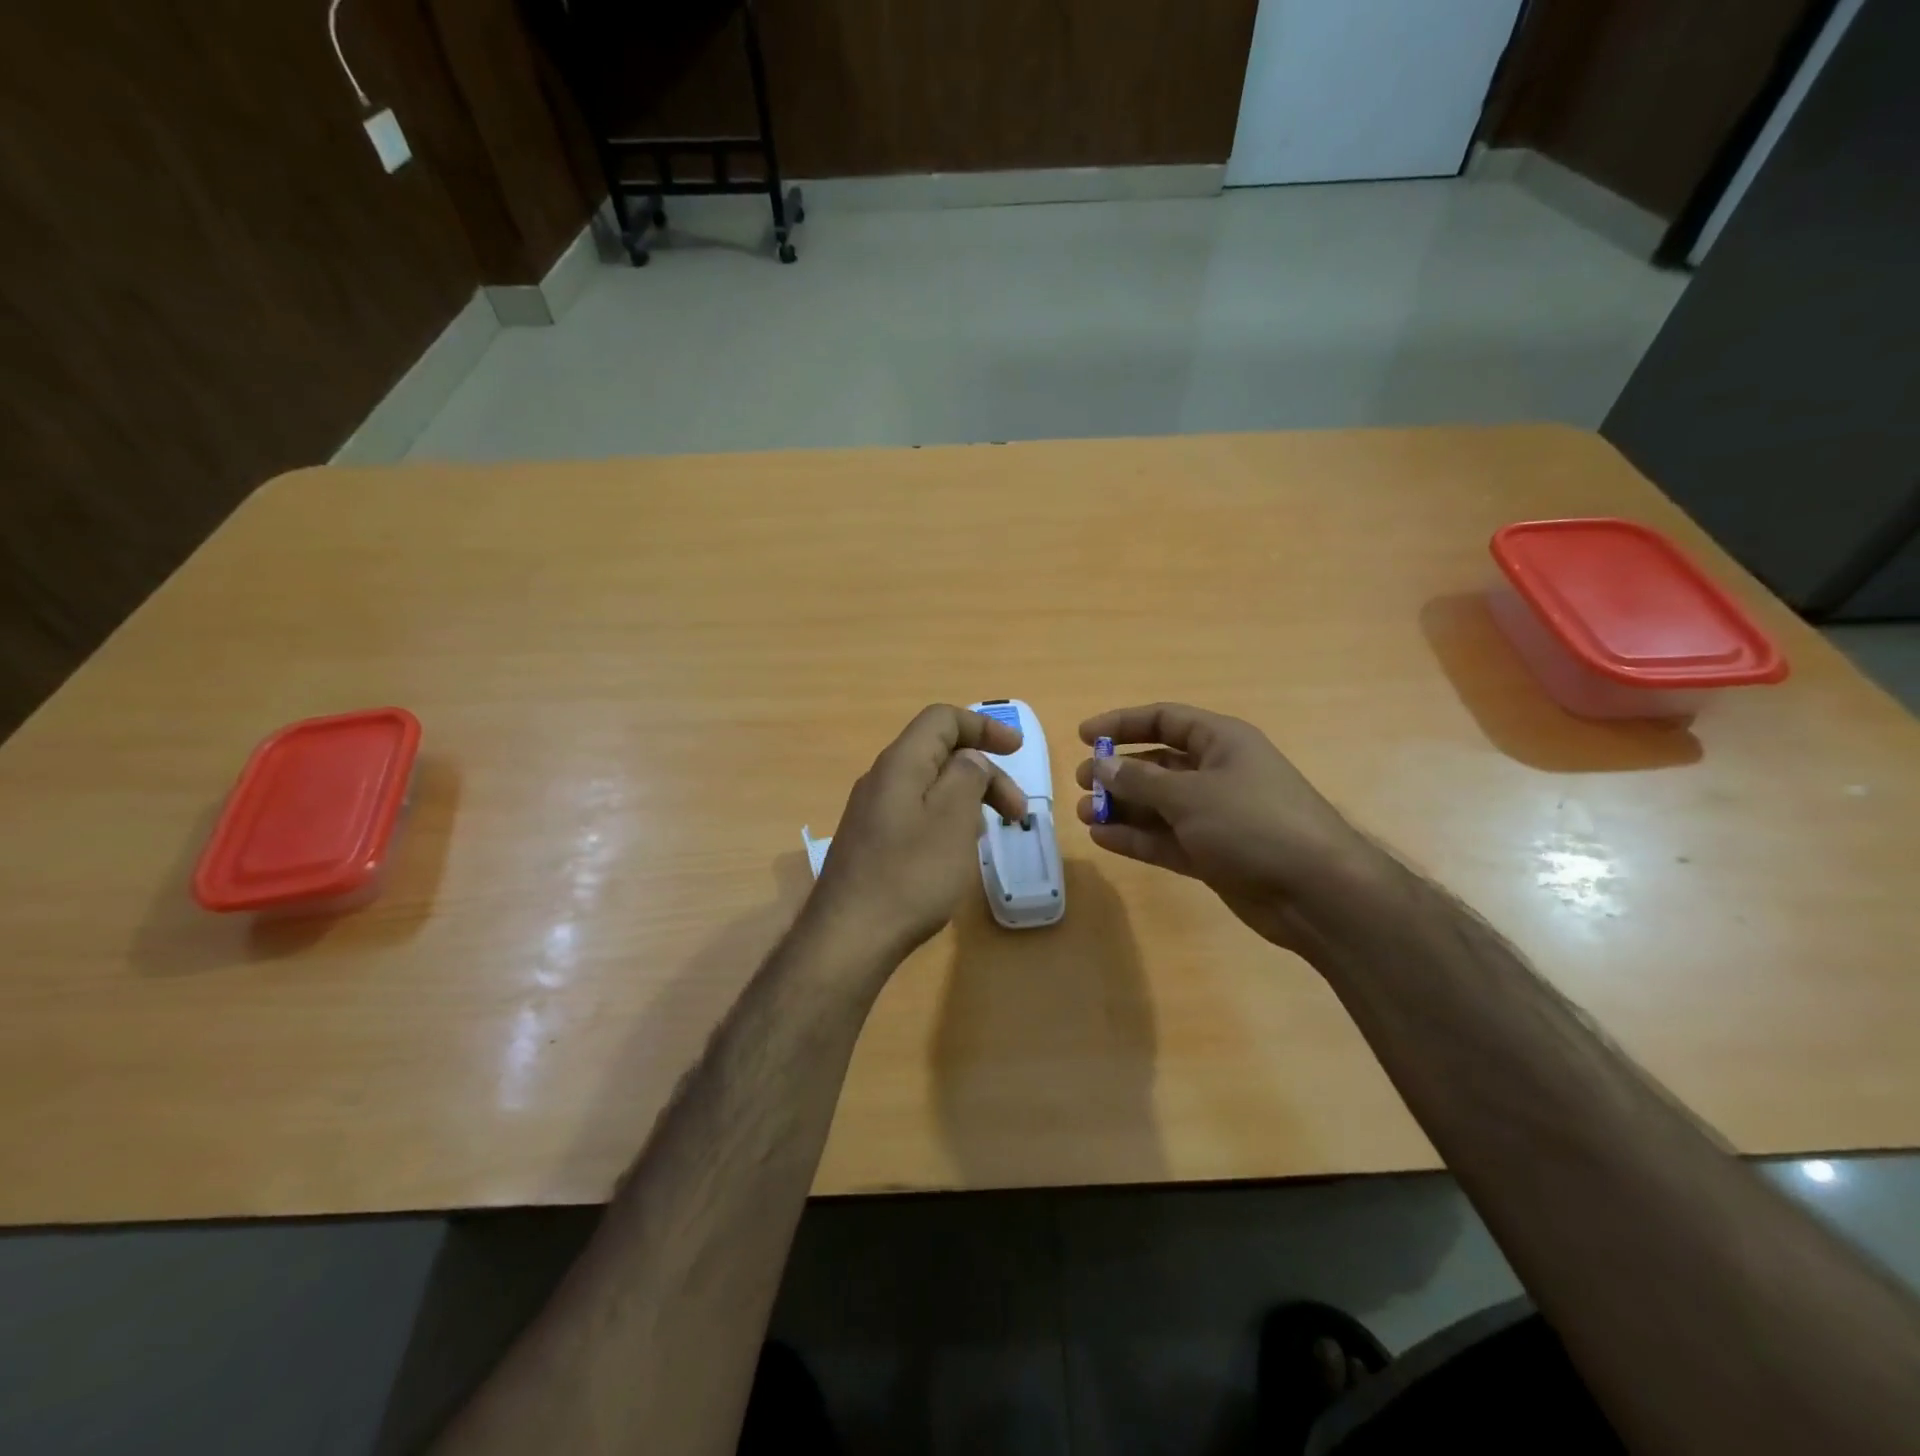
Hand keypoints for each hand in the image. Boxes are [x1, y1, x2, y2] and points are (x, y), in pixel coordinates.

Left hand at [808, 705, 1027, 964]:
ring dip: (968, 797)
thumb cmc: (910, 875)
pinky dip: (946, 818)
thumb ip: (967, 776)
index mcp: (900, 763)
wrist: (849, 937)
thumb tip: (970, 759)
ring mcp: (871, 811)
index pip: (942, 719)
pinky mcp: (870, 841)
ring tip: (992, 831)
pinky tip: (957, 850)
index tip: (1017, 750)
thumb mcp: (953, 819)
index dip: (983, 726)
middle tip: (1016, 812)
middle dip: (985, 773)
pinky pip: (915, 812)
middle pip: (939, 753)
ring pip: (928, 785)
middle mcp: (881, 778)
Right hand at [1074, 703, 1393, 956]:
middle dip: (1118, 772)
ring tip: (1083, 814)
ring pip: (1158, 804)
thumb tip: (1101, 764)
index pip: (1165, 719)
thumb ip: (1139, 780)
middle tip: (1081, 783)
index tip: (1084, 736)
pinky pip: (1166, 838)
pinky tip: (1103, 838)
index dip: (1123, 723)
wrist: (1316, 892)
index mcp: (1222, 742)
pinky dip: (1136, 837)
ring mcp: (1215, 816)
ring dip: (1122, 807)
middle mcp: (1218, 773)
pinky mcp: (1213, 853)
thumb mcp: (1190, 795)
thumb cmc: (1253, 824)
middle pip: (1158, 763)